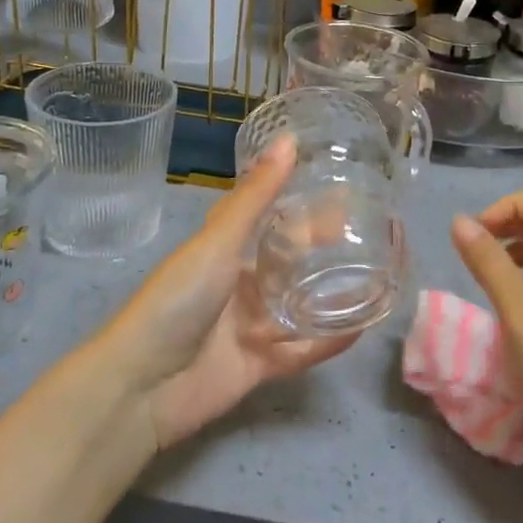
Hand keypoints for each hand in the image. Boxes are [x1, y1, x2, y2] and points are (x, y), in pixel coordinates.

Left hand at [98, 135, 361, 448]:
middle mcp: (242, 283)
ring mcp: (253, 325)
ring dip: (334, 292)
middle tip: (376, 231)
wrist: (142, 385)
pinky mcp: (262, 365)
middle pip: (293, 260)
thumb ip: (256, 195)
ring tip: (381, 275)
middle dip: (327, 247)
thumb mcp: (218, 241)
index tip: (345, 187)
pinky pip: (304, 350)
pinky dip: (330, 340)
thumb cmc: (177, 300)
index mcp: (226, 248)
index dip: (304, 202)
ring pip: (303, 304)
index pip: (272, 217)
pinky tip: (364, 326)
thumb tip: (289, 137)